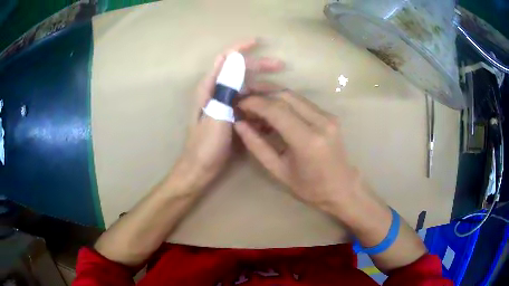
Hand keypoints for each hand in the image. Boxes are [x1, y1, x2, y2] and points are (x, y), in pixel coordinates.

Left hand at [171, 40, 283, 192]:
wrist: (199, 170)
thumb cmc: (205, 146)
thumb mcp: (216, 116)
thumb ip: (224, 88)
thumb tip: (233, 60)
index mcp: (209, 88)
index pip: (225, 59)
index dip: (240, 48)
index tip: (258, 42)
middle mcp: (216, 92)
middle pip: (239, 71)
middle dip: (260, 66)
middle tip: (281, 66)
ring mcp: (224, 105)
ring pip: (246, 88)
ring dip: (263, 88)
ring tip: (281, 93)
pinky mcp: (230, 117)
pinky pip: (248, 104)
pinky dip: (260, 104)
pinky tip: (272, 110)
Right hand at [234, 90, 360, 213]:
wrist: (342, 187)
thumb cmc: (310, 187)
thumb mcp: (278, 171)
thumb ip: (257, 146)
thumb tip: (239, 124)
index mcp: (308, 141)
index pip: (277, 110)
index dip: (254, 103)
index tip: (238, 103)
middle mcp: (321, 122)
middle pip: (285, 95)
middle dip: (262, 92)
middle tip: (244, 97)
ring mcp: (328, 117)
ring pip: (294, 95)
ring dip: (272, 95)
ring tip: (255, 103)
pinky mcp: (330, 115)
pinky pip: (302, 102)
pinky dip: (284, 102)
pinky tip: (273, 110)